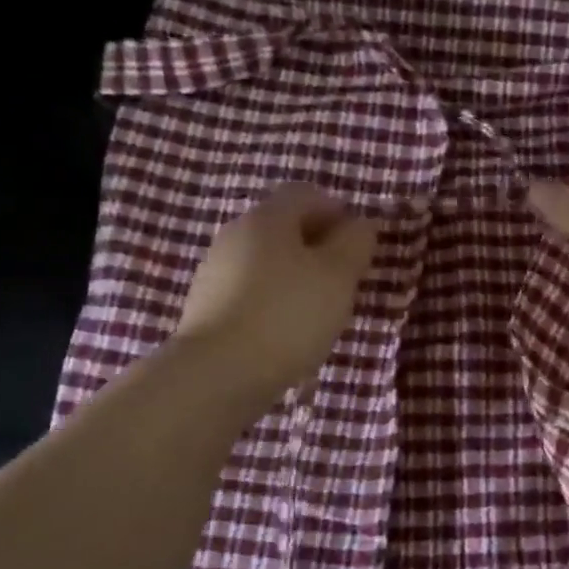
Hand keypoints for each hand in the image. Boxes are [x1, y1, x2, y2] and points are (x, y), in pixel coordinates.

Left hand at [169, 184, 378, 405]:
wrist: (218, 374)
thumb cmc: (288, 315)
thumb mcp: (337, 276)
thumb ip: (355, 243)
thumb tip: (361, 223)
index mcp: (267, 217)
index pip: (307, 194)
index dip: (338, 212)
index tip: (360, 246)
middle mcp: (236, 234)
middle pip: (285, 227)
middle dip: (319, 247)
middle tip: (346, 280)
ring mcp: (216, 271)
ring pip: (268, 261)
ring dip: (297, 276)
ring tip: (320, 311)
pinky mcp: (206, 307)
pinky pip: (251, 291)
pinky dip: (274, 301)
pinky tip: (288, 331)